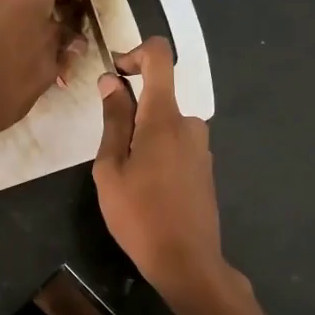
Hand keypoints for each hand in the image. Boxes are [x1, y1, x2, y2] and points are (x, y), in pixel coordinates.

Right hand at [92, 38, 228, 301]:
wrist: (187, 261)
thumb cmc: (139, 215)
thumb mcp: (111, 168)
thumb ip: (113, 120)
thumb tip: (111, 81)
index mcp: (164, 117)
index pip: (160, 56)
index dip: (135, 53)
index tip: (115, 75)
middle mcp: (189, 124)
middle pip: (158, 97)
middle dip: (130, 113)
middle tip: (109, 153)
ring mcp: (201, 147)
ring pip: (165, 125)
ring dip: (142, 138)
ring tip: (125, 179)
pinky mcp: (205, 168)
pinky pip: (176, 146)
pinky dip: (157, 154)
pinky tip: (146, 190)